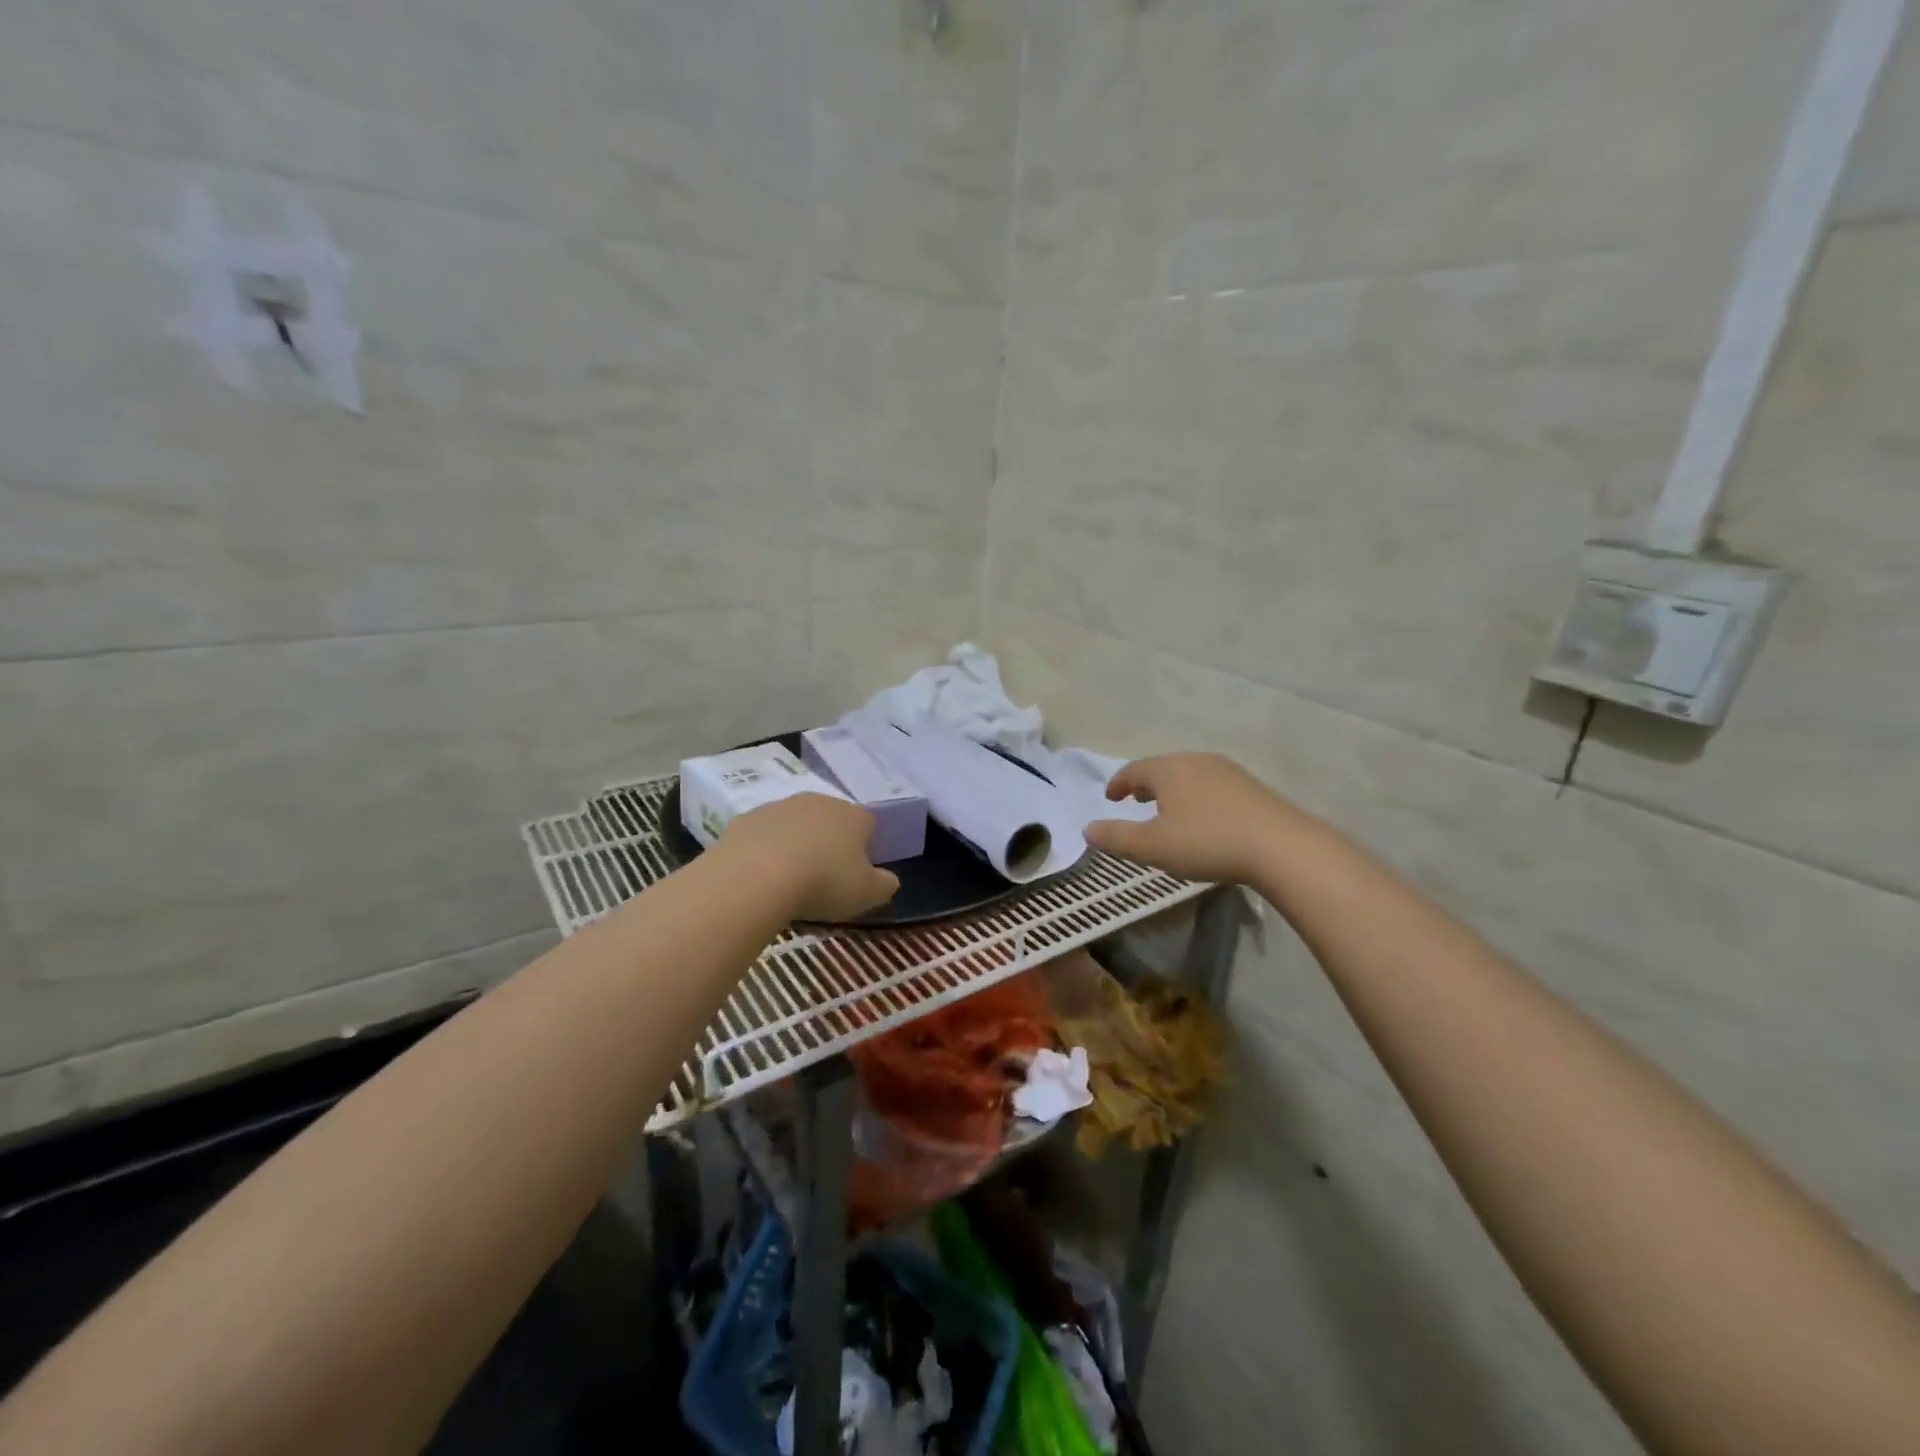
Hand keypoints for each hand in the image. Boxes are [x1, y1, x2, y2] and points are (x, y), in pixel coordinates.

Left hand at [718, 793, 899, 921]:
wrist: (755, 877)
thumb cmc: (823, 883)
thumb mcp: (867, 894)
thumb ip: (885, 884)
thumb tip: (889, 879)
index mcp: (854, 816)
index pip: (868, 824)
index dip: (865, 848)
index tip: (856, 874)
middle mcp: (819, 801)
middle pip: (831, 820)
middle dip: (829, 843)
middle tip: (823, 877)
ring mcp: (780, 806)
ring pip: (795, 825)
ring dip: (796, 844)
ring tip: (789, 880)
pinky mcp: (747, 818)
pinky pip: (763, 835)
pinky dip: (764, 850)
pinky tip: (760, 876)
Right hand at [1083, 753, 1307, 884]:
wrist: (1281, 847)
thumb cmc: (1207, 842)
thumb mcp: (1153, 847)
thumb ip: (1117, 837)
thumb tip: (1087, 830)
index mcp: (1168, 769)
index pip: (1134, 770)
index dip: (1118, 783)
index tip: (1110, 797)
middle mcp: (1196, 761)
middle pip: (1163, 768)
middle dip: (1146, 784)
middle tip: (1136, 800)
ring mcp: (1228, 772)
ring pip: (1189, 776)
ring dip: (1172, 791)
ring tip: (1168, 810)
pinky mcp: (1251, 788)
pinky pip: (1212, 786)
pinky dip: (1197, 797)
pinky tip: (1204, 818)